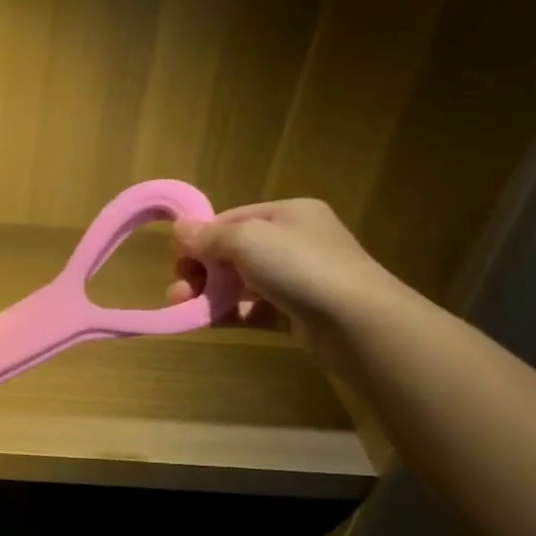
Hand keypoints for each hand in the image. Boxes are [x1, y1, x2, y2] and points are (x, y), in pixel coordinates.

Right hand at [168, 198, 406, 369]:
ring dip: (209, 293)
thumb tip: (179, 229)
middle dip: (201, 270)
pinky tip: (206, 321)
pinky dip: (229, 313)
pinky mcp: (296, 314)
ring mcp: (297, 279)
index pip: (231, 219)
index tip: (177, 259)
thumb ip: (209, 236)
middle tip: (178, 289)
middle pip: (233, 252)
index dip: (200, 238)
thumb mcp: (247, 239)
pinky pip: (253, 310)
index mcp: (288, 213)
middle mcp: (294, 242)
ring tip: (183, 307)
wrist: (358, 322)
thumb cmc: (300, 266)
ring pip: (241, 283)